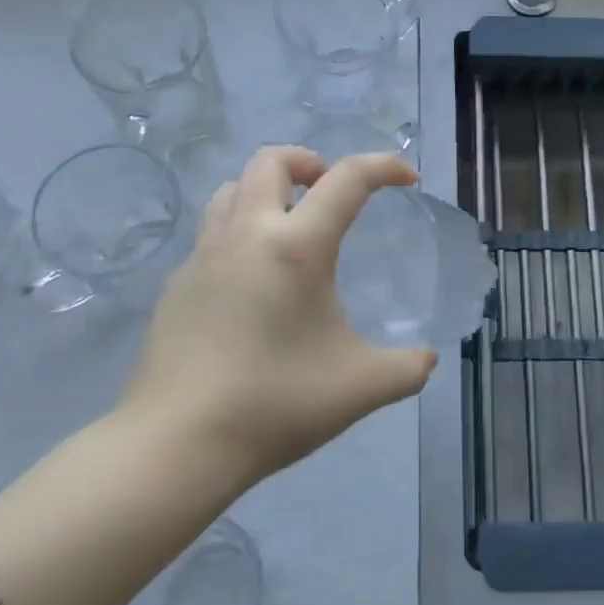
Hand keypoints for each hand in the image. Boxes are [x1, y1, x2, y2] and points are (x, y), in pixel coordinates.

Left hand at [122, 147, 439, 484]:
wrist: (176, 444)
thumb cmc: (276, 404)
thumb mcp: (362, 388)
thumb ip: (408, 368)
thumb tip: (427, 359)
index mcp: (296, 247)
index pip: (347, 179)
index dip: (384, 167)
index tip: (406, 179)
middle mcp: (246, 234)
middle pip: (270, 160)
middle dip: (308, 162)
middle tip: (330, 192)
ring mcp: (202, 257)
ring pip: (232, 189)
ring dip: (267, 191)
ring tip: (290, 227)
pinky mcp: (177, 286)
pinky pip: (211, 234)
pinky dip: (240, 233)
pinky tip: (253, 283)